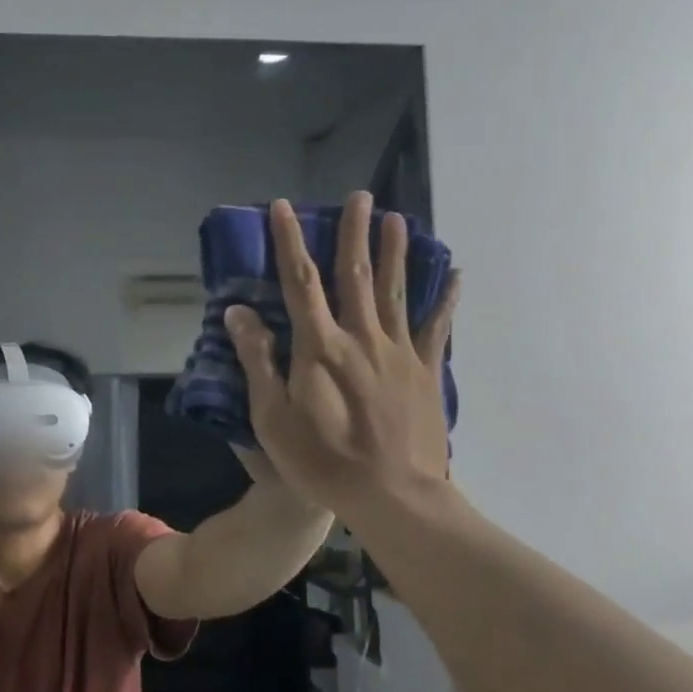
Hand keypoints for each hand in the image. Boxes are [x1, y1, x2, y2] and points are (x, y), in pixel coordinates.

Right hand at [225, 193, 459, 525]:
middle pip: (354, 275)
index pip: (299, 282)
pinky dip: (444, 298)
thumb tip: (239, 312)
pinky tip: (454, 274)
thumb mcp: (272, 417)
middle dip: (353, 233)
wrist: (393, 495)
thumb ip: (258, 361)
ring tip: (398, 218)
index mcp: (319, 347)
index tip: (283, 207)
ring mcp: (398, 352)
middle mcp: (360, 337)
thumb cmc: (323, 460)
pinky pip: (435, 326)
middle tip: (359, 196)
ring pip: (394, 291)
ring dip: (394, 252)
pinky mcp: (425, 371)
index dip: (289, 242)